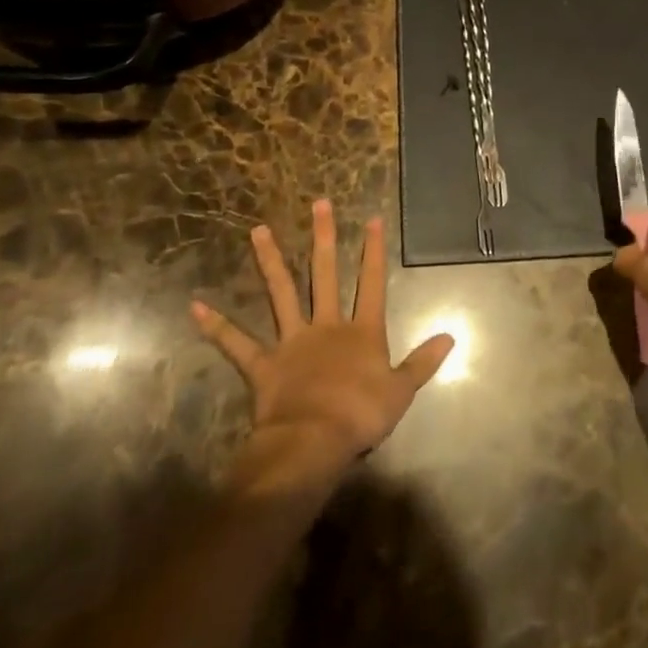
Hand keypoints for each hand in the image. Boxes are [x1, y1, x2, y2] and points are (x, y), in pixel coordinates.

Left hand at [192, 199, 453, 490]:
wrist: (314, 443)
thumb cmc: (360, 417)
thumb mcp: (401, 391)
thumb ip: (423, 361)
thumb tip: (451, 335)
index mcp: (361, 331)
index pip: (372, 282)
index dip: (373, 250)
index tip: (371, 218)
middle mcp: (326, 325)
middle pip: (325, 273)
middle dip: (323, 237)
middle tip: (318, 204)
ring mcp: (292, 341)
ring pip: (281, 293)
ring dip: (269, 261)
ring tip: (258, 230)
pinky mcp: (264, 364)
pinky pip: (237, 343)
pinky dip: (216, 326)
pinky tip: (195, 306)